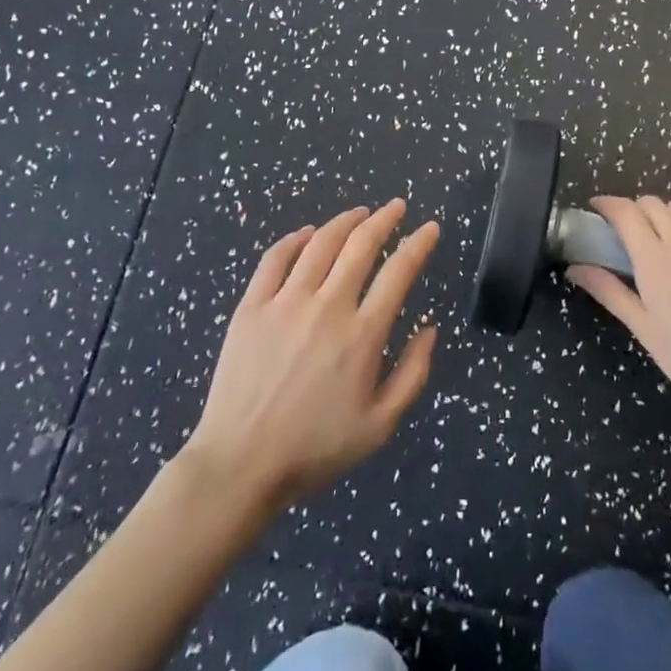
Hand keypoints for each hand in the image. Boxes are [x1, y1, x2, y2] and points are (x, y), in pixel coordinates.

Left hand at [184, 201, 439, 512]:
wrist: (241, 464)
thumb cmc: (315, 449)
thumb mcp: (380, 426)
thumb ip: (413, 375)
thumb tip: (429, 328)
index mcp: (362, 335)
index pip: (399, 272)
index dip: (419, 244)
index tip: (430, 228)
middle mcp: (327, 307)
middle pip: (361, 245)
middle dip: (385, 219)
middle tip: (397, 206)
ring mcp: (285, 302)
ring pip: (320, 243)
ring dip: (345, 221)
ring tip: (360, 212)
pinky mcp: (252, 307)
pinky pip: (275, 258)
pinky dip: (295, 239)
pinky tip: (308, 233)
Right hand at [566, 195, 670, 432]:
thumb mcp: (643, 328)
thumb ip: (608, 290)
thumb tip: (575, 268)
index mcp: (656, 260)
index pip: (625, 212)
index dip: (607, 205)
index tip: (597, 210)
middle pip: (653, 204)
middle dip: (636, 212)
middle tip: (631, 235)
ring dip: (668, 218)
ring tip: (668, 242)